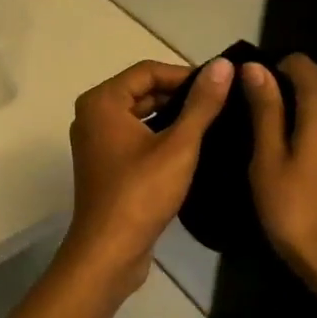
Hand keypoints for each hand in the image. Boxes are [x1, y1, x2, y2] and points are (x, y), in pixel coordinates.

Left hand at [60, 58, 233, 293]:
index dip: (185, 74)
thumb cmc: (141, 193)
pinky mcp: (105, 164)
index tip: (220, 85)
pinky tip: (192, 147)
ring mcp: (96, 141)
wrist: (109, 252)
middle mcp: (93, 115)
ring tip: (213, 123)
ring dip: (173, 117)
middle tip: (221, 103)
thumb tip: (223, 65)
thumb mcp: (179, 146)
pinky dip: (160, 137)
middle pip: (142, 91)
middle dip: (180, 95)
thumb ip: (202, 104)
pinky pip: (135, 137)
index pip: (148, 71)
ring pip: (140, 115)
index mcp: (102, 102)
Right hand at [242, 55, 316, 303]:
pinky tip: (282, 159)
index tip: (241, 95)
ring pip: (316, 107)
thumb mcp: (268, 157)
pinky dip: (303, 132)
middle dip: (276, 91)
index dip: (267, 70)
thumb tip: (254, 66)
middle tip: (242, 121)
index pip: (298, 62)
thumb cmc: (296, 209)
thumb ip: (264, 108)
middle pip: (309, 82)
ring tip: (257, 142)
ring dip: (288, 114)